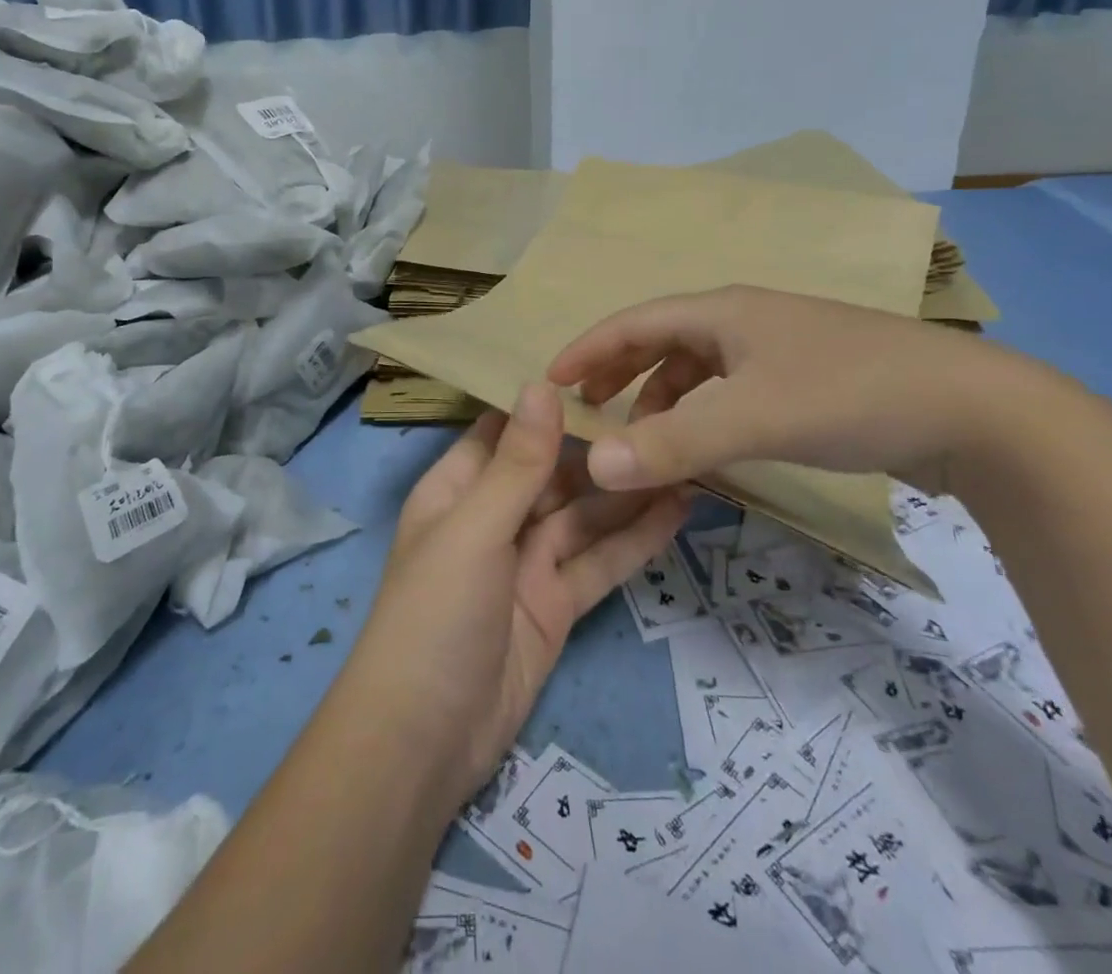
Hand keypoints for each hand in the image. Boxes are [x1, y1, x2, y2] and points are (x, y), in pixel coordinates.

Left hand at [348, 382, 692, 803]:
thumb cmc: (435, 613)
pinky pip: (598, 562)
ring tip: (686, 456)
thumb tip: (541, 383)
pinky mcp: (556, 604)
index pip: (506, 432)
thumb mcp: (474, 528)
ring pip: (584, 516)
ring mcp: (527, 563)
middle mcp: (494, 517)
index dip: (548, 405)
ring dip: (628, 492)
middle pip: (554, 473)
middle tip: (666, 415)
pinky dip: (635, 539)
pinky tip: (677, 511)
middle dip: (601, 449)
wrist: (424, 739)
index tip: (605, 372)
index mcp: (459, 488)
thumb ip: (517, 462)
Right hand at [547, 286, 1021, 497]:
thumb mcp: (751, 419)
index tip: (550, 381)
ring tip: (646, 438)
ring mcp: (780, 347)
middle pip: (663, 339)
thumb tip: (592, 463)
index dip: (588, 349)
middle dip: (621, 372)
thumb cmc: (850, 394)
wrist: (974, 411)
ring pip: (700, 368)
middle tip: (589, 409)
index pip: (634, 321)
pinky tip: (709, 444)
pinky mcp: (808, 378)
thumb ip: (670, 443)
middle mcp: (745, 319)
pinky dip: (704, 413)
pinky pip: (732, 389)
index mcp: (723, 311)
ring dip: (664, 399)